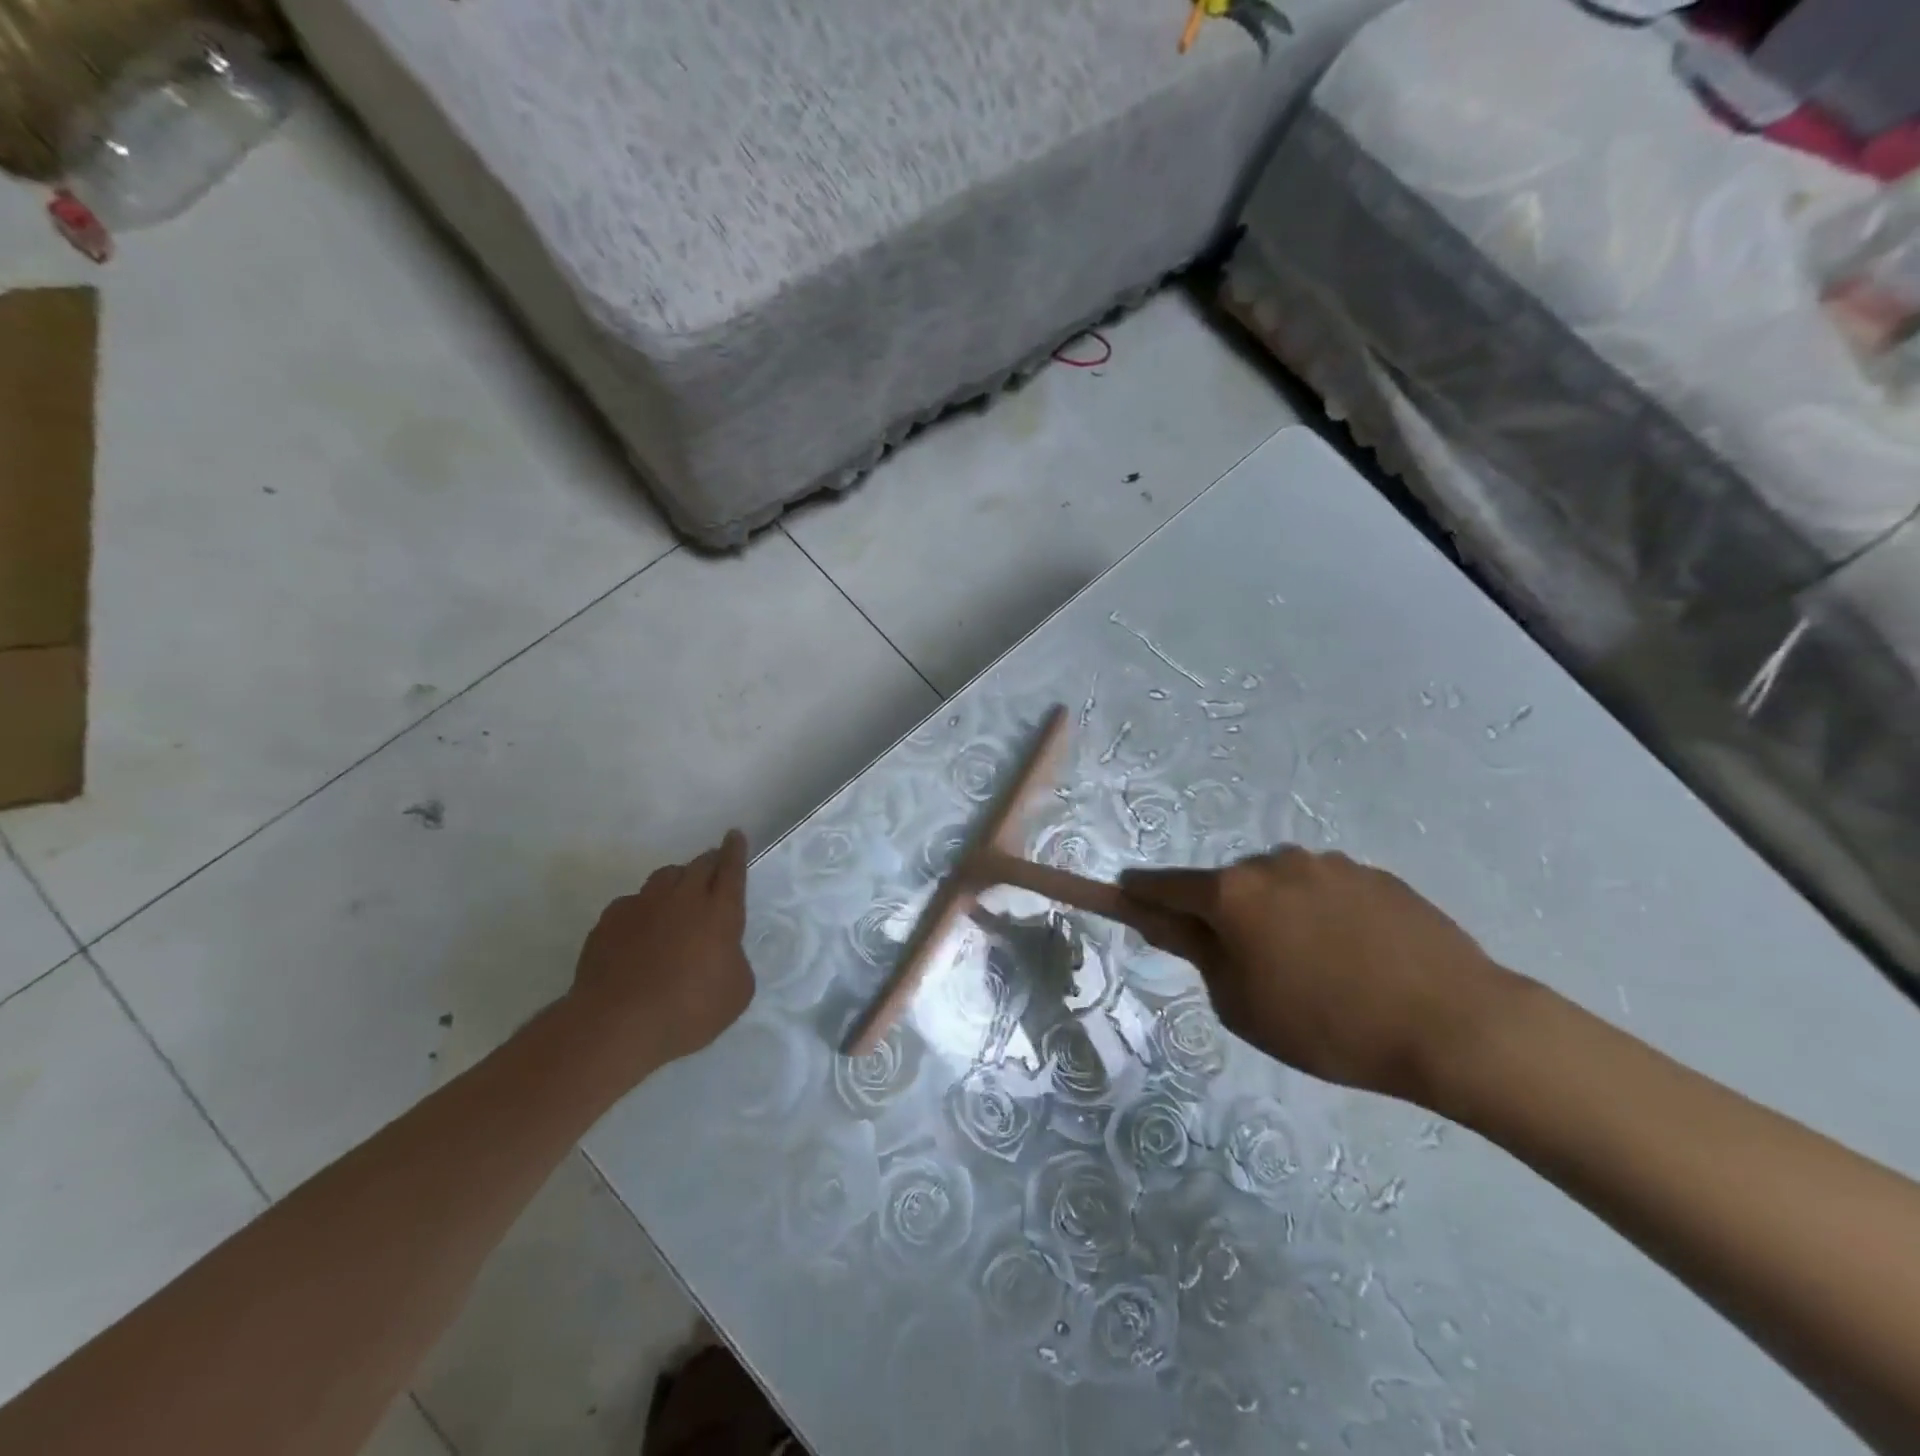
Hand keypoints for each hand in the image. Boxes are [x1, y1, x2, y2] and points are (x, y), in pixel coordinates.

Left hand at [567, 830, 755, 1080]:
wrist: (617, 1023)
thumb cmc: (689, 1009)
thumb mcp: (737, 992)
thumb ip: (735, 961)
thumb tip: (722, 953)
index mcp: (720, 912)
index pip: (731, 869)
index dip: (735, 850)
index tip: (734, 835)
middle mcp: (682, 898)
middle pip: (699, 866)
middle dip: (709, 862)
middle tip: (713, 867)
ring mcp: (642, 906)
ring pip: (663, 877)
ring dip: (676, 880)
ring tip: (677, 895)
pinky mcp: (609, 921)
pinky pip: (632, 902)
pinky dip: (643, 908)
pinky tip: (640, 928)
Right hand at [1120, 848, 1518, 1103]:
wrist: (1456, 1025)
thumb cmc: (1329, 1026)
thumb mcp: (1242, 1004)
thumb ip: (1196, 952)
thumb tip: (1165, 921)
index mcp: (1233, 893)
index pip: (1165, 884)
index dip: (1140, 893)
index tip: (1128, 896)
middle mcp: (1273, 862)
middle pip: (1227, 886)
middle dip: (1223, 915)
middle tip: (1249, 967)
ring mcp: (1327, 863)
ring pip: (1278, 885)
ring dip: (1276, 913)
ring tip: (1315, 967)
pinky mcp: (1373, 873)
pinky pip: (1325, 889)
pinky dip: (1321, 913)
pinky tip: (1354, 956)